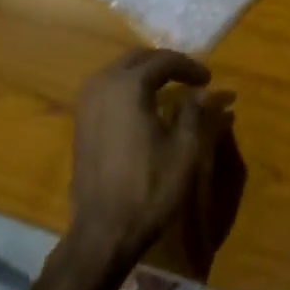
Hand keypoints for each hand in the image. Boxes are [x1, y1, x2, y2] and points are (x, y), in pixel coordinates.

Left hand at [68, 49, 228, 269]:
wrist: (104, 230)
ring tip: (170, 90)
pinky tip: (145, 109)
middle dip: (165, 64)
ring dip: (145, 75)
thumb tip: (207, 92)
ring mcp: (86, 105)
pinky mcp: (80, 123)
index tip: (209, 81)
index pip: (164, 60)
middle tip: (191, 79)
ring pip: (119, 73)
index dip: (190, 67)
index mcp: (128, 86)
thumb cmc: (150, 187)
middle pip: (137, 59)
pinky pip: (107, 91)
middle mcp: (102, 86)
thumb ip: (196, 112)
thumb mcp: (185, 149)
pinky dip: (128, 90)